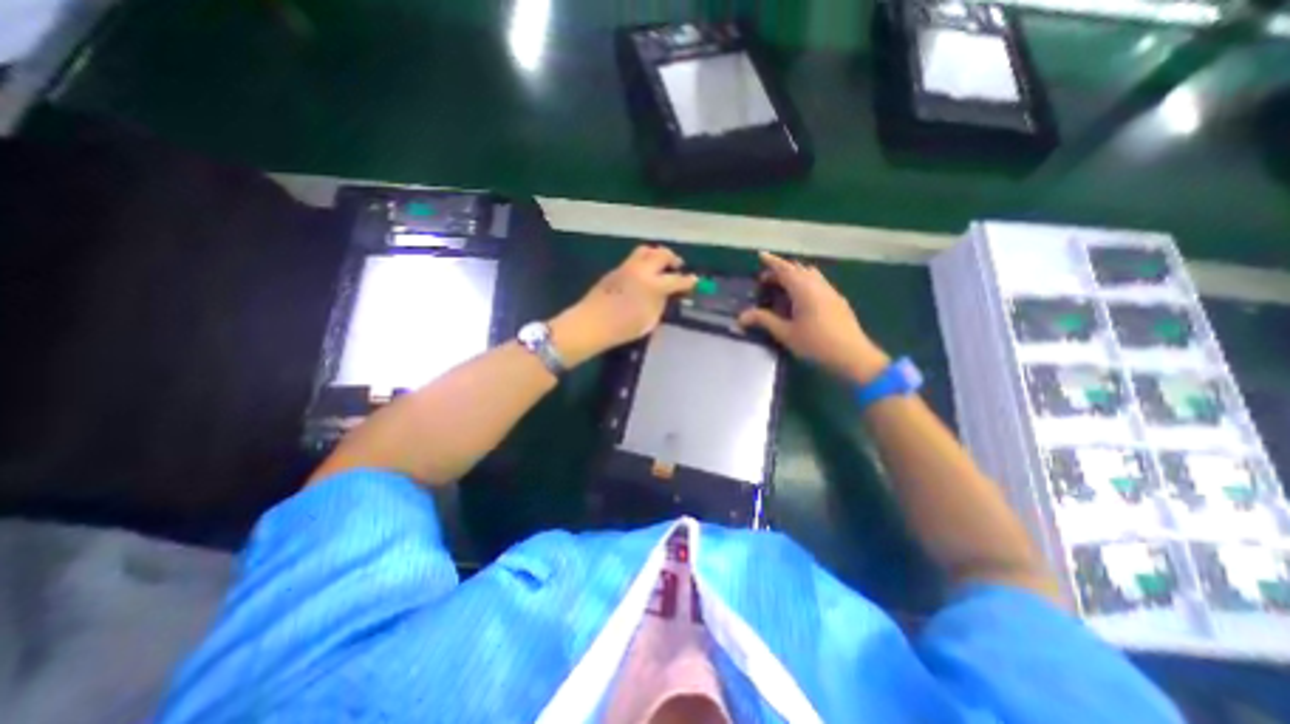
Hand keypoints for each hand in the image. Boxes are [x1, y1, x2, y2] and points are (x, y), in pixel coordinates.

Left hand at [550, 244, 701, 367]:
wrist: (591, 324)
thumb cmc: (622, 328)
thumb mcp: (649, 320)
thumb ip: (660, 304)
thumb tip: (665, 295)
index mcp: (653, 284)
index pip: (676, 279)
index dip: (688, 280)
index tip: (695, 280)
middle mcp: (641, 270)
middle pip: (661, 254)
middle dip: (673, 259)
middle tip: (678, 267)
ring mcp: (626, 268)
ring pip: (645, 251)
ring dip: (656, 255)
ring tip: (660, 266)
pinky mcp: (614, 270)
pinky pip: (633, 260)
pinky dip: (642, 262)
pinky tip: (641, 275)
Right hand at [741, 249, 892, 384]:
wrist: (852, 356)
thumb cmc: (815, 343)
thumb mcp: (785, 333)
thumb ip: (764, 321)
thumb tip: (741, 316)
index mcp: (804, 289)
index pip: (785, 269)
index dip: (772, 262)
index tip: (761, 255)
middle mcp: (818, 285)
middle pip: (798, 269)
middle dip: (781, 270)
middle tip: (766, 280)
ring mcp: (831, 292)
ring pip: (811, 275)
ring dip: (795, 275)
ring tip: (782, 287)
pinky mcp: (838, 301)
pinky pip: (818, 283)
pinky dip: (805, 283)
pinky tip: (801, 299)